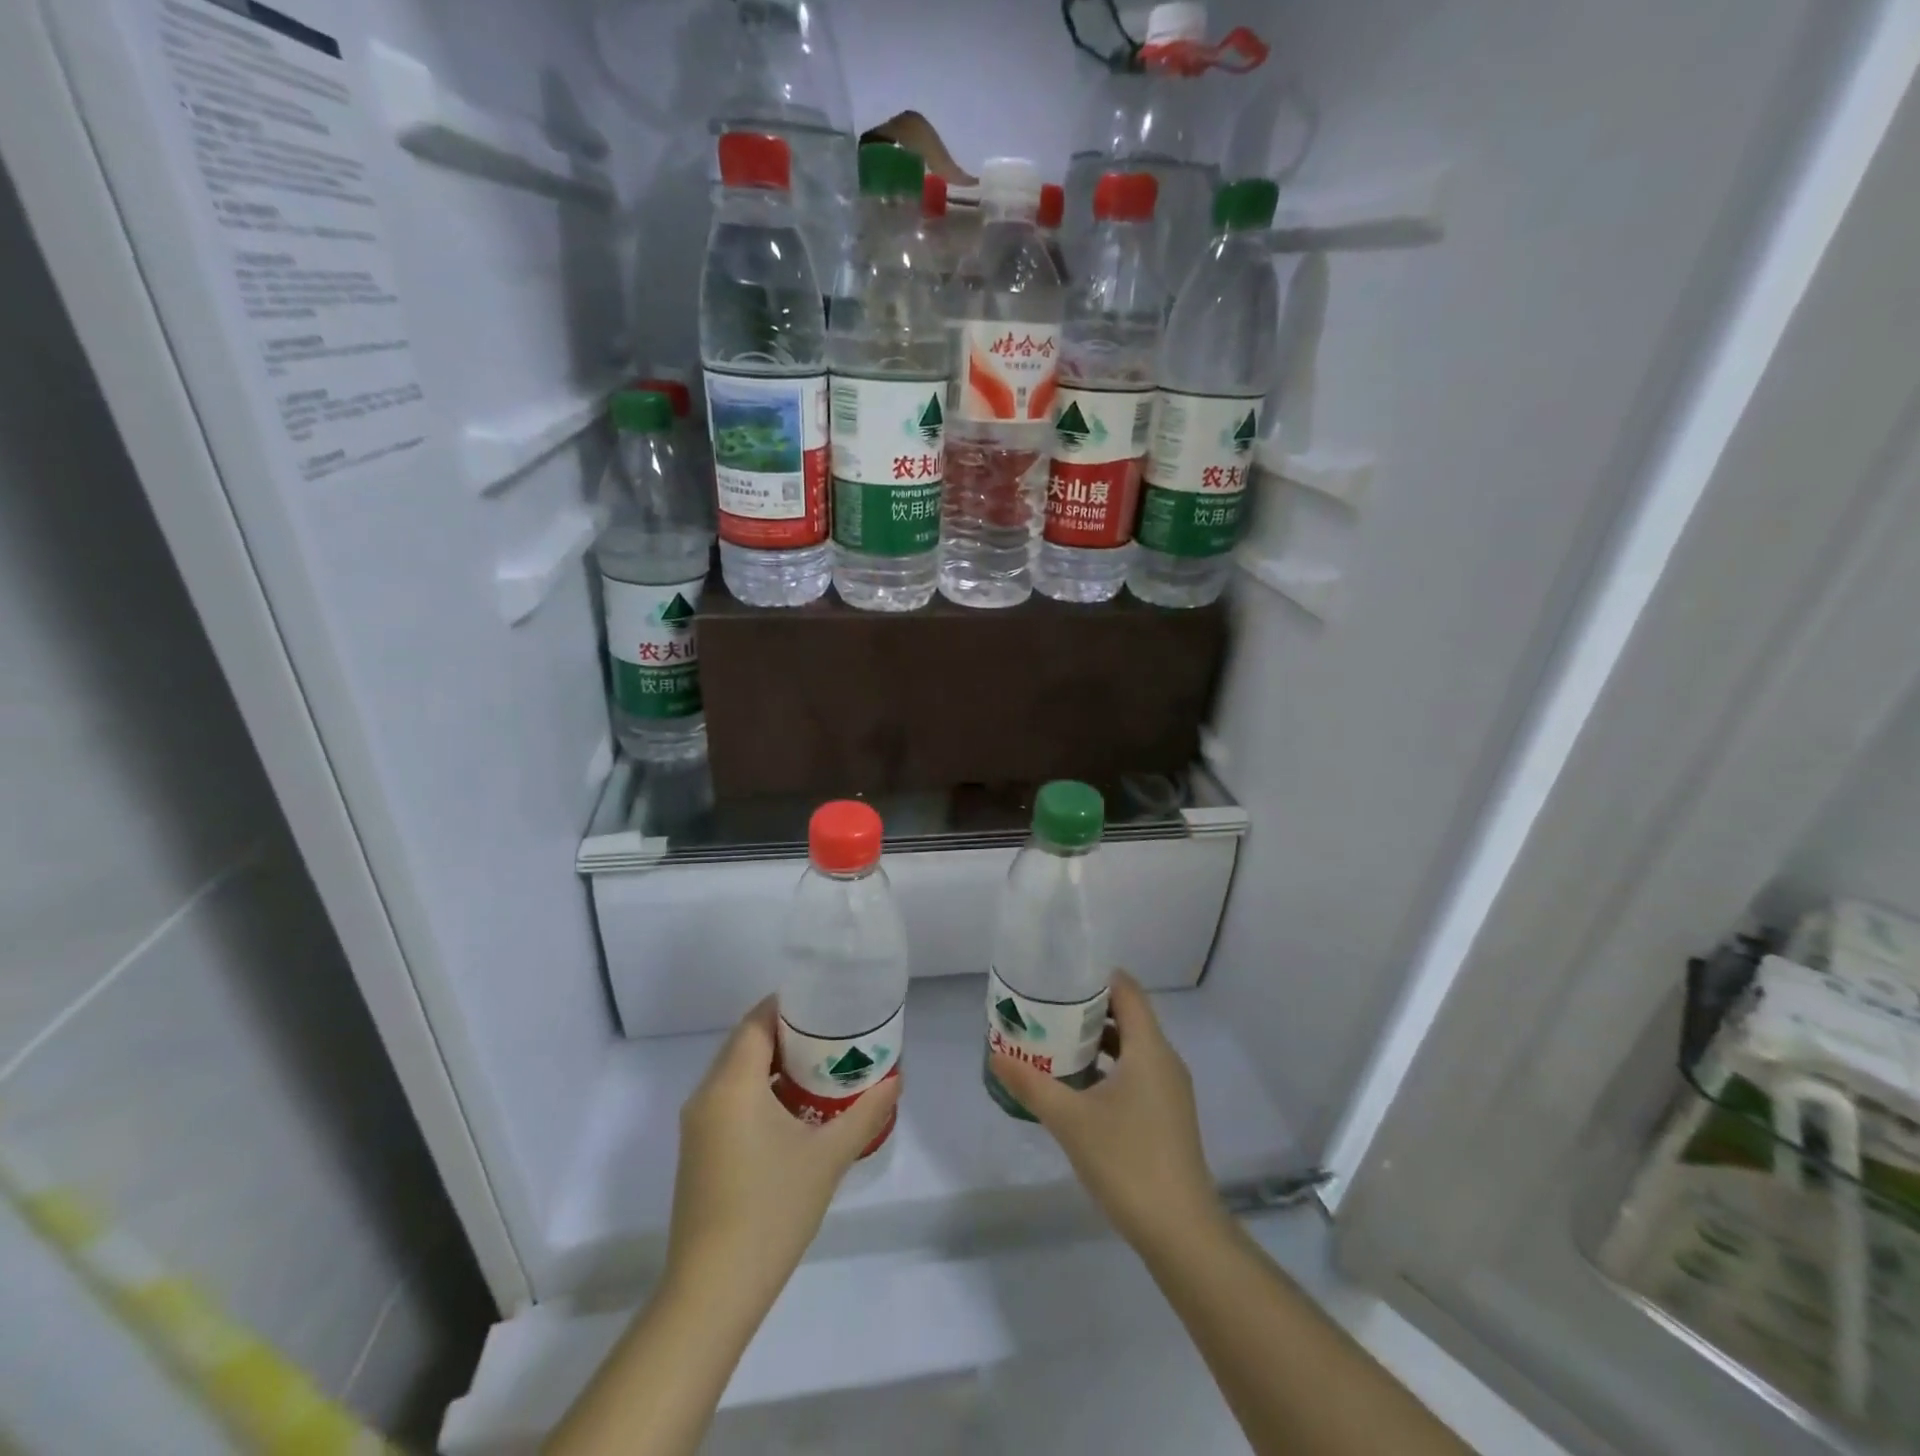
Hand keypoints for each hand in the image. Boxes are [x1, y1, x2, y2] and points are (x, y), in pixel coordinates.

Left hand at [665, 999, 899, 1311]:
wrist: (712, 1292)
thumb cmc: (771, 1210)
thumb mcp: (828, 1157)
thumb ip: (865, 1113)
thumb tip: (896, 1080)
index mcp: (732, 1084)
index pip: (756, 1021)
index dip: (789, 1006)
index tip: (826, 1003)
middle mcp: (706, 1095)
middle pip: (745, 1043)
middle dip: (786, 1033)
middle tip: (832, 1032)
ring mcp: (698, 1126)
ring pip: (736, 1073)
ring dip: (772, 1063)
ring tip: (820, 1066)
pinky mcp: (698, 1152)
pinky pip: (729, 1100)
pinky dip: (759, 1090)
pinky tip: (793, 1109)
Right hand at [990, 972, 1223, 1252]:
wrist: (1180, 1231)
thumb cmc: (1127, 1161)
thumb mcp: (1070, 1120)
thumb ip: (1032, 1084)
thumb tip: (996, 1054)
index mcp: (1149, 1048)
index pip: (1127, 990)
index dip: (1095, 976)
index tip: (1059, 975)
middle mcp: (1164, 1060)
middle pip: (1127, 1015)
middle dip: (1087, 1008)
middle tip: (1046, 1007)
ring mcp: (1168, 1090)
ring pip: (1131, 1047)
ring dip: (1096, 1040)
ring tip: (1055, 1040)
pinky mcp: (1166, 1115)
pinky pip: (1135, 1072)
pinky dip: (1108, 1067)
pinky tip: (1077, 1086)